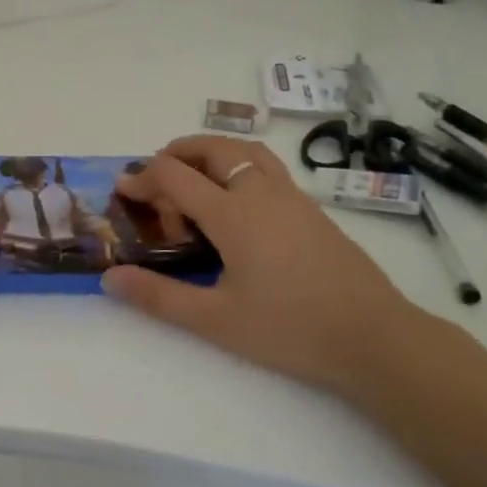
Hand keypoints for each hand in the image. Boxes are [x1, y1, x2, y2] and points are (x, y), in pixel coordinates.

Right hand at [101, 136, 430, 395]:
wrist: (377, 339)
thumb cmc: (291, 329)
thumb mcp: (216, 320)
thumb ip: (159, 297)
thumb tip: (110, 279)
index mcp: (232, 213)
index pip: (174, 175)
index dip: (142, 177)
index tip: (122, 191)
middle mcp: (260, 192)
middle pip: (212, 148)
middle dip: (176, 152)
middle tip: (155, 177)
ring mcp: (291, 197)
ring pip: (245, 151)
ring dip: (211, 152)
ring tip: (193, 178)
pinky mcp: (312, 210)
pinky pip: (266, 168)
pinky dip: (238, 167)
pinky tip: (237, 206)